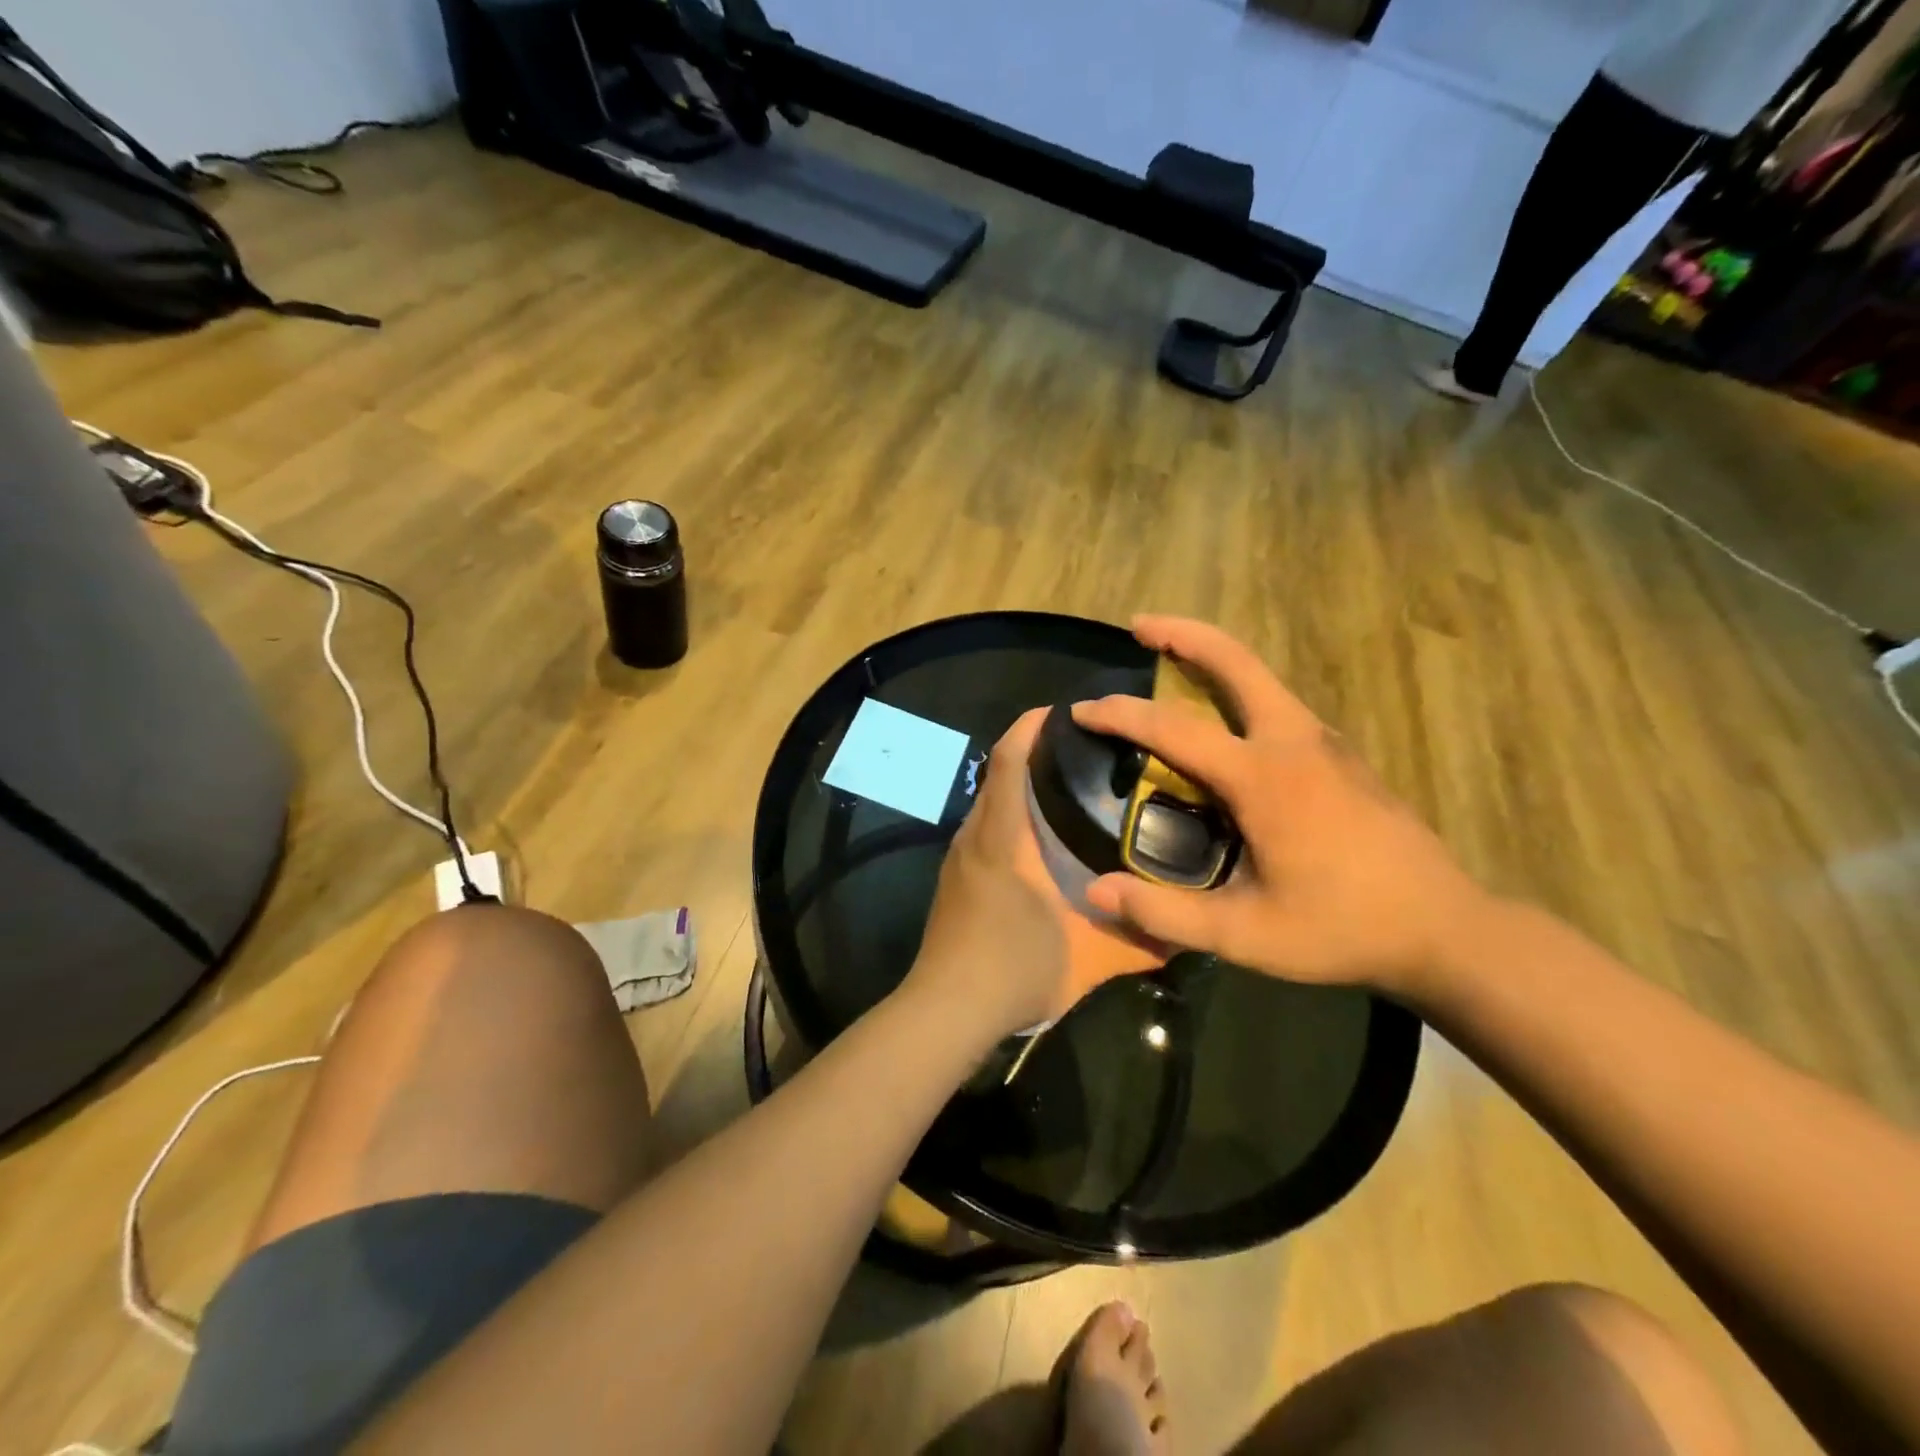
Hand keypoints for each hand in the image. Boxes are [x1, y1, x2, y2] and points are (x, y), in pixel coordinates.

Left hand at [908, 709, 1165, 1041]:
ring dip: (1022, 786)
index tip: (1064, 711)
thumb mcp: (1089, 958)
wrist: (947, 1010)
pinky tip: (1041, 840)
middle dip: (1034, 752)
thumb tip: (1188, 933)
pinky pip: (985, 829)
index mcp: (1003, 838)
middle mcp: (976, 836)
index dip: (1031, 727)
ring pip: (991, 804)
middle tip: (1086, 752)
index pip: (1010, 761)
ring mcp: (960, 858)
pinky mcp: (955, 879)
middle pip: (999, 775)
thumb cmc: (1014, 970)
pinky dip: (1010, 816)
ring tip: (1071, 790)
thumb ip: (1141, 942)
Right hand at [1074, 616, 1492, 998]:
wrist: (1445, 928)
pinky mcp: (1341, 755)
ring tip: (1170, 659)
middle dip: (1183, 634)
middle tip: (1139, 625)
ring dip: (1212, 657)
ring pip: (1261, 677)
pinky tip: (1223, 721)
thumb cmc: (1341, 928)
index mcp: (1263, 778)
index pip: (1174, 728)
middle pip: (1235, 662)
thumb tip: (1095, 892)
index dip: (1121, 715)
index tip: (1081, 711)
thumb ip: (1166, 913)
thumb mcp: (1247, 934)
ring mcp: (1325, 742)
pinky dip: (1238, 689)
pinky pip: (1277, 703)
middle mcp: (1294, 741)